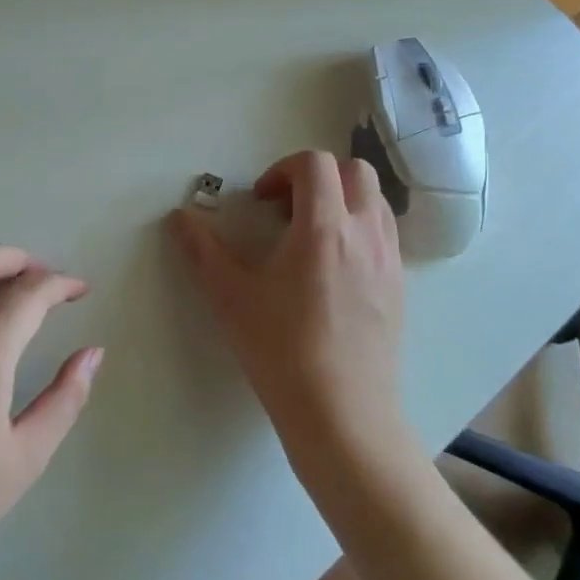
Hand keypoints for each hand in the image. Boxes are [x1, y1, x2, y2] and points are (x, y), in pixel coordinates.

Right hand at [170, 150, 405, 464]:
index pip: (315, 164)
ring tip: (310, 235)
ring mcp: (389, 260)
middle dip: (317, 176)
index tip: (261, 200)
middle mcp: (365, 234)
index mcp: (324, 228)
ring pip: (375, 200)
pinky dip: (359, 228)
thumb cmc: (281, 351)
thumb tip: (179, 218)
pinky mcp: (400, 287)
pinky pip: (385, 234)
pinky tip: (332, 269)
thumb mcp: (230, 298)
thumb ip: (202, 251)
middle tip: (287, 209)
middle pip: (354, 171)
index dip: (283, 169)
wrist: (343, 415)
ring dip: (342, 199)